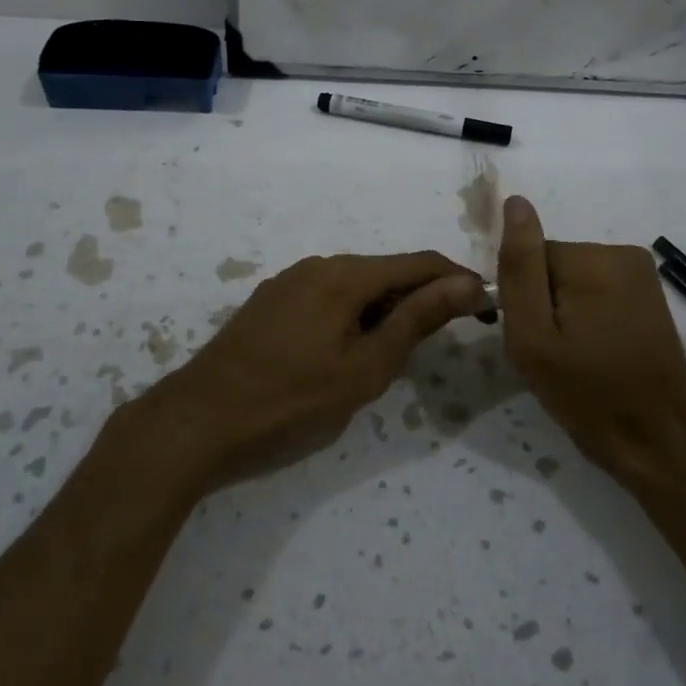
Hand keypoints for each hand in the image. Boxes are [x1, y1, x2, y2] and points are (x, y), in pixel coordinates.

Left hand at [150, 252, 487, 492]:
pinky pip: (328, 298)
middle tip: (444, 341)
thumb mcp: (365, 368)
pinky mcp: (271, 302)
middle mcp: (319, 265)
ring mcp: (290, 282)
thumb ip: (416, 320)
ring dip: (387, 310)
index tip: (486, 308)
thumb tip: (467, 283)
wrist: (198, 422)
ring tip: (396, 355)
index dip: (458, 281)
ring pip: (356, 286)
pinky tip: (349, 352)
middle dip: (422, 299)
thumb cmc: (291, 401)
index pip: (419, 264)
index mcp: (346, 274)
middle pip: (387, 272)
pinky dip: (354, 316)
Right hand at [497, 196, 685, 486]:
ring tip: (576, 355)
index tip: (534, 338)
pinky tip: (597, 350)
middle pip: (553, 265)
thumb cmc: (586, 393)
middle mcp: (622, 252)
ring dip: (566, 310)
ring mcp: (642, 272)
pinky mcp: (650, 292)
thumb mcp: (534, 337)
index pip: (529, 258)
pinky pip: (597, 289)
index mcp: (593, 260)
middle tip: (553, 352)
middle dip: (545, 303)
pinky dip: (589, 315)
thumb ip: (519, 268)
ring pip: (573, 278)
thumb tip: (515, 202)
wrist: (656, 438)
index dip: (522, 298)